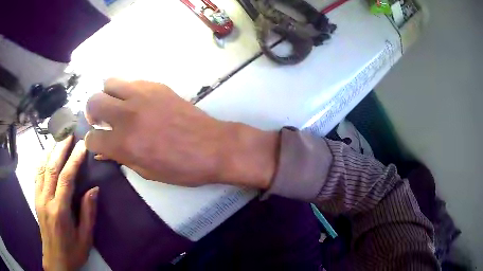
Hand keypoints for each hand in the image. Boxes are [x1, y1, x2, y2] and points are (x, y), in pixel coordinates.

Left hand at [35, 136, 98, 270]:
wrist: (55, 259)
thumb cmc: (72, 251)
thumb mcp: (85, 238)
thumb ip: (88, 213)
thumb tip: (93, 189)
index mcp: (60, 211)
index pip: (66, 179)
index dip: (74, 160)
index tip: (82, 145)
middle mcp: (46, 200)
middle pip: (52, 168)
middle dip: (60, 148)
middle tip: (69, 134)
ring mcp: (38, 198)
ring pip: (42, 168)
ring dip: (50, 150)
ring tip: (58, 138)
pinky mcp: (35, 198)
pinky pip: (37, 175)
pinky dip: (41, 161)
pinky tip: (46, 153)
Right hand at [85, 79, 277, 187]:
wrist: (213, 146)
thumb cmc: (182, 168)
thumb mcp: (147, 172)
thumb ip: (121, 158)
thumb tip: (103, 151)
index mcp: (123, 143)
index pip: (92, 138)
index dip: (91, 142)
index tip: (96, 142)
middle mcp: (127, 115)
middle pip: (93, 101)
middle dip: (92, 112)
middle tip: (100, 119)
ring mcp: (142, 96)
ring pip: (109, 82)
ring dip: (107, 95)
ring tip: (115, 106)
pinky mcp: (157, 86)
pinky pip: (132, 81)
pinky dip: (126, 90)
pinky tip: (136, 101)